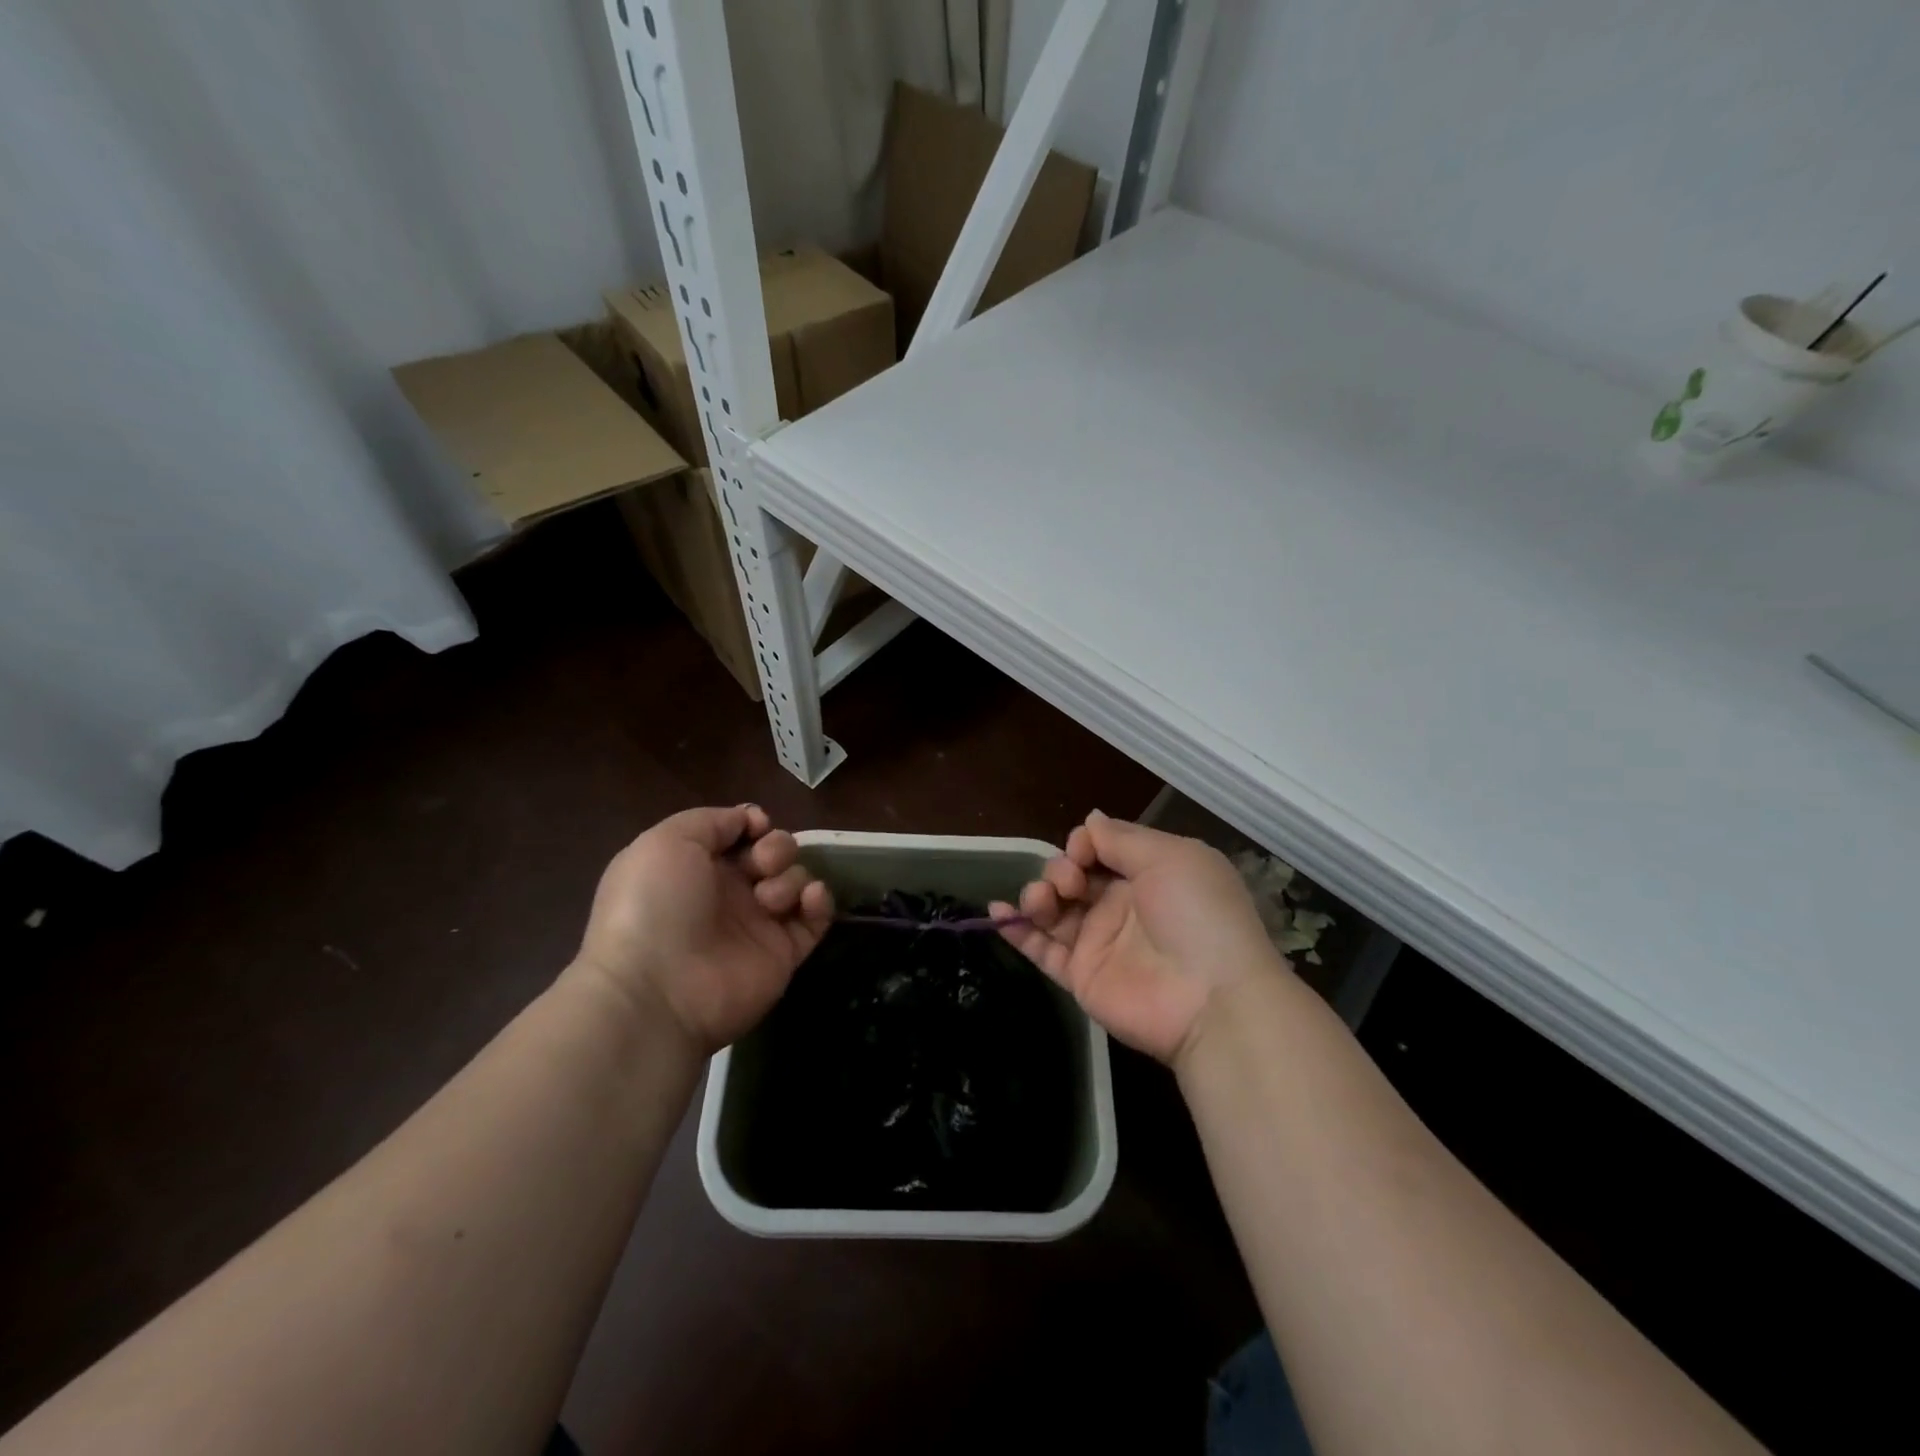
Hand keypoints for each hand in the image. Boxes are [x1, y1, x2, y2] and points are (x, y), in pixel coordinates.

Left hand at [573, 806, 832, 1055]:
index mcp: (696, 866)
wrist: (657, 990)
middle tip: (761, 865)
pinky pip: (816, 918)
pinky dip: (819, 901)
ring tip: (768, 899)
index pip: (740, 833)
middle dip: (776, 848)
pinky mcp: (784, 953)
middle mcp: (728, 892)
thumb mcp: (666, 842)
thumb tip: (750, 820)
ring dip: (789, 877)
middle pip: (774, 852)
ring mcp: (758, 923)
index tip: (755, 827)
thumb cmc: (654, 906)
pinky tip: (808, 899)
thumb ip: (712, 820)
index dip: (752, 824)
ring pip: (795, 880)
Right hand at [991, 811, 1287, 1065]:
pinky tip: (997, 913)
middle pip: (1073, 876)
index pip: (1101, 849)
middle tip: (1070, 882)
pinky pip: (1041, 950)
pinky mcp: (1081, 976)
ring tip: (1041, 900)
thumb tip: (1090, 820)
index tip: (1082, 850)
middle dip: (1061, 869)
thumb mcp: (1171, 858)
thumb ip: (1123, 838)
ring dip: (1037, 895)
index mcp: (1149, 874)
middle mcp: (1122, 905)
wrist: (1211, 999)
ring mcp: (1099, 942)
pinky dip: (1015, 930)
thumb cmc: (1197, 915)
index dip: (1084, 844)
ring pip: (1053, 910)